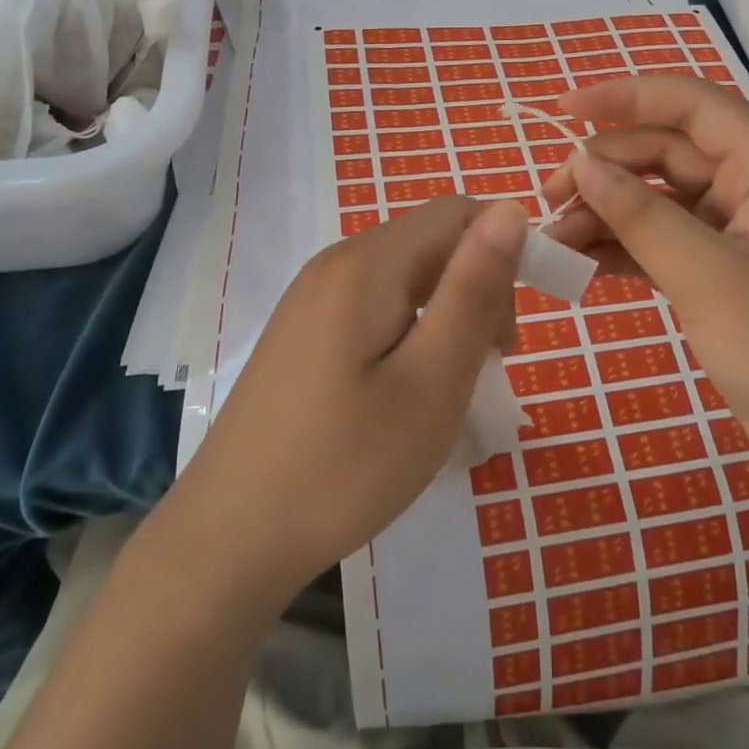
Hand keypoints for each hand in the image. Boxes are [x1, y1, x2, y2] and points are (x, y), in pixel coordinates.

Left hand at [175, 196, 526, 601]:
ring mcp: (311, 299)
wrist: (229, 539)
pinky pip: (375, 307)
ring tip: (452, 386)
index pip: (457, 213)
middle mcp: (335, 264)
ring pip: (406, 278)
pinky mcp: (302, 333)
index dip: (506, 249)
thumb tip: (511, 209)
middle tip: (490, 367)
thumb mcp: (431, 381)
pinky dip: (411, 333)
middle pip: (430, 243)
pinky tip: (405, 392)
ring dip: (447, 315)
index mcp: (367, 264)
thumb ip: (473, 290)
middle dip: (477, 289)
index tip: (519, 325)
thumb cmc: (344, 465)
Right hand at [541, 76, 748, 480]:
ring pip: (663, 202)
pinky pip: (669, 245)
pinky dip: (627, 249)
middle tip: (548, 197)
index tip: (562, 110)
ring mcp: (745, 238)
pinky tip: (584, 262)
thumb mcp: (709, 276)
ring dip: (609, 212)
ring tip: (555, 238)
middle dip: (607, 167)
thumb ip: (640, 214)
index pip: (692, 105)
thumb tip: (582, 161)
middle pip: (669, 153)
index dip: (625, 96)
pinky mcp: (731, 280)